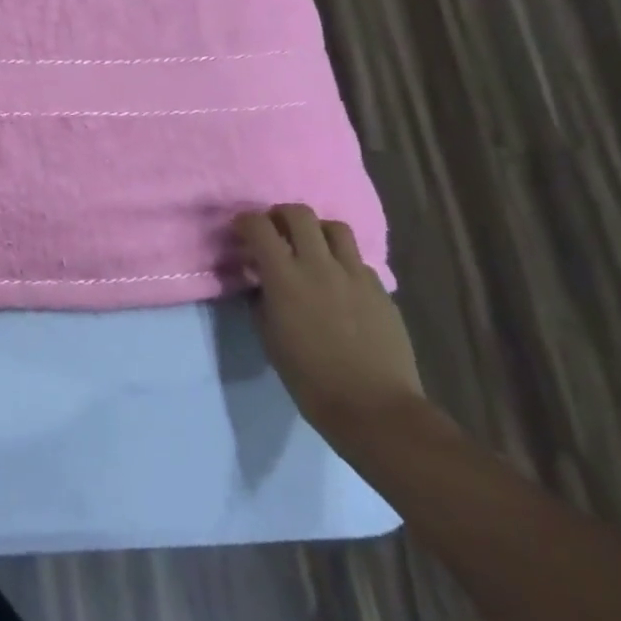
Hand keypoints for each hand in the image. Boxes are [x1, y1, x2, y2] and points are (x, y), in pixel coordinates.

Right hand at [233, 203, 424, 441]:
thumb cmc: (308, 376)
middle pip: (299, 214)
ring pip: (335, 228)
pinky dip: (342, 261)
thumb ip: (262, 297)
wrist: (373, 406)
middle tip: (274, 231)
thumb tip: (261, 279)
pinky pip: (358, 260)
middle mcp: (320, 266)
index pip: (259, 226)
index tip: (239, 231)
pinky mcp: (380, 290)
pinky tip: (338, 282)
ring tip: (309, 248)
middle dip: (280, 215)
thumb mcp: (268, 335)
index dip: (245, 221)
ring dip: (316, 231)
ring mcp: (355, 276)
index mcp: (285, 277)